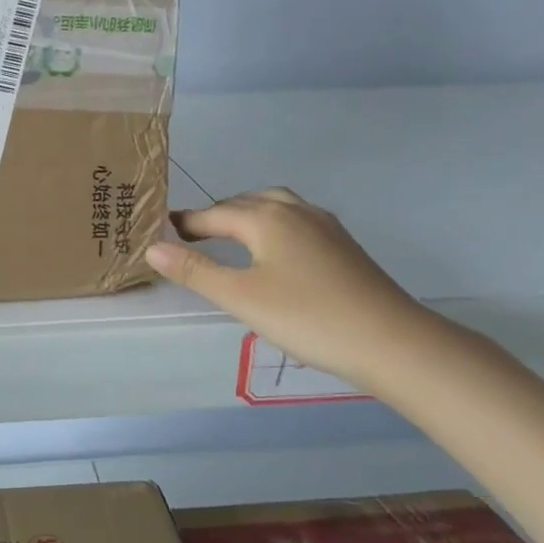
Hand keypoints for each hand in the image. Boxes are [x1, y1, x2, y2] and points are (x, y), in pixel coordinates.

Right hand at [144, 187, 430, 387]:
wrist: (391, 340)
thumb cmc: (306, 317)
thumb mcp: (240, 297)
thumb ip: (195, 270)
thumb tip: (152, 247)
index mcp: (265, 217)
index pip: (213, 214)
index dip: (186, 223)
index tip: (163, 229)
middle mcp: (294, 210)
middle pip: (245, 202)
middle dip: (216, 215)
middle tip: (193, 235)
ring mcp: (324, 225)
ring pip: (275, 206)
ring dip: (248, 214)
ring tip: (232, 236)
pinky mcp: (344, 244)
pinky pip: (296, 220)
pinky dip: (273, 225)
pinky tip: (276, 252)